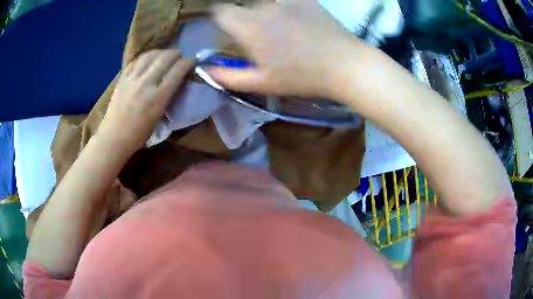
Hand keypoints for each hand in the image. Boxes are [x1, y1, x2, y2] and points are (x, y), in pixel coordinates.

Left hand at [98, 50, 193, 152]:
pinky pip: (137, 60)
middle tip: (180, 56)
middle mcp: (146, 84)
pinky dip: (146, 56)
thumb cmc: (138, 135)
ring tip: (166, 54)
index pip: (177, 71)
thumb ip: (168, 97)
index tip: (192, 61)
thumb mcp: (159, 117)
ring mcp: (132, 79)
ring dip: (161, 52)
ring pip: (150, 55)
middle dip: (176, 54)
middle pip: (165, 58)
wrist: (113, 137)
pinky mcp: (122, 78)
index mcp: (158, 97)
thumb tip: (175, 82)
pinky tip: (150, 58)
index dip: (188, 62)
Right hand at [209, 0, 369, 98]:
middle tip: (256, 37)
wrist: (346, 65)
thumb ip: (228, 76)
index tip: (225, 30)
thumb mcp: (262, 83)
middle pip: (241, 5)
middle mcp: (264, 7)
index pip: (219, 10)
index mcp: (250, 27)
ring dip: (261, 13)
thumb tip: (204, 69)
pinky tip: (294, 22)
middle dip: (241, 17)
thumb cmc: (303, 77)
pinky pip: (283, 0)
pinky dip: (282, 8)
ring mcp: (286, 0)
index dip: (218, 18)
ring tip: (279, 31)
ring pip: (262, 2)